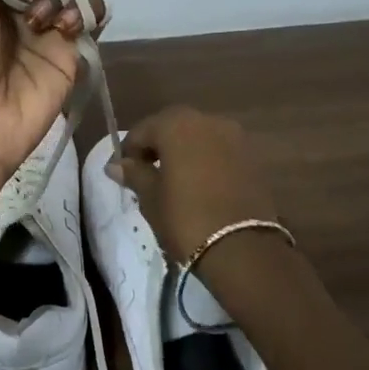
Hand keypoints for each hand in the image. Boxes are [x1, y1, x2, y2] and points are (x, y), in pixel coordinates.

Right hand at [111, 107, 282, 267]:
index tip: (122, 172)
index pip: (143, 130)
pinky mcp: (252, 156)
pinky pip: (220, 150)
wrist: (243, 249)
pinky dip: (206, 160)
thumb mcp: (152, 198)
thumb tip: (116, 165)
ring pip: (199, 137)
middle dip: (158, 145)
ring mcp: (234, 136)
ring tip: (174, 180)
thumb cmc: (186, 219)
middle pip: (174, 127)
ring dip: (184, 151)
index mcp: (177, 125)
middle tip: (147, 173)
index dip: (129, 150)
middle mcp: (207, 120)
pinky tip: (200, 184)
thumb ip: (135, 174)